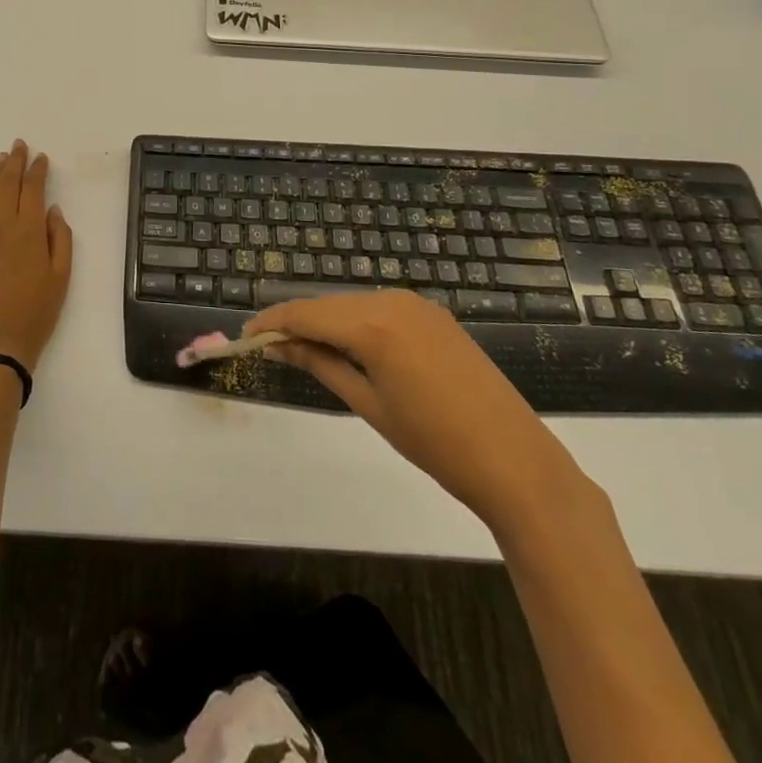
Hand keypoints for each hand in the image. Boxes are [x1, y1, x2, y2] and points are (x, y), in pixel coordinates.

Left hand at [0, 141, 72, 370]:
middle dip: (14, 162)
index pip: (32, 189)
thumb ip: (60, 239)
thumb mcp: (61, 277)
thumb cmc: (35, 312)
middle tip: (18, 145)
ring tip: (0, 158)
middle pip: (6, 184)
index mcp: (28, 230)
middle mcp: (1, 226)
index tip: (41, 157)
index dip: (37, 170)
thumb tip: (52, 210)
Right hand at [243, 290, 583, 532]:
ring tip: (303, 348)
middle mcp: (392, 301)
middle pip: (328, 304)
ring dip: (326, 320)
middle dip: (296, 321)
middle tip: (269, 345)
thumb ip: (321, 365)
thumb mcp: (368, 405)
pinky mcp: (434, 314)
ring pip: (353, 304)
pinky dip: (356, 322)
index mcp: (373, 325)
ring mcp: (417, 304)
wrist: (516, 461)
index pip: (306, 314)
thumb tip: (279, 346)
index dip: (272, 323)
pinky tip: (347, 344)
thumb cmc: (435, 443)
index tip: (246, 335)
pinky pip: (380, 308)